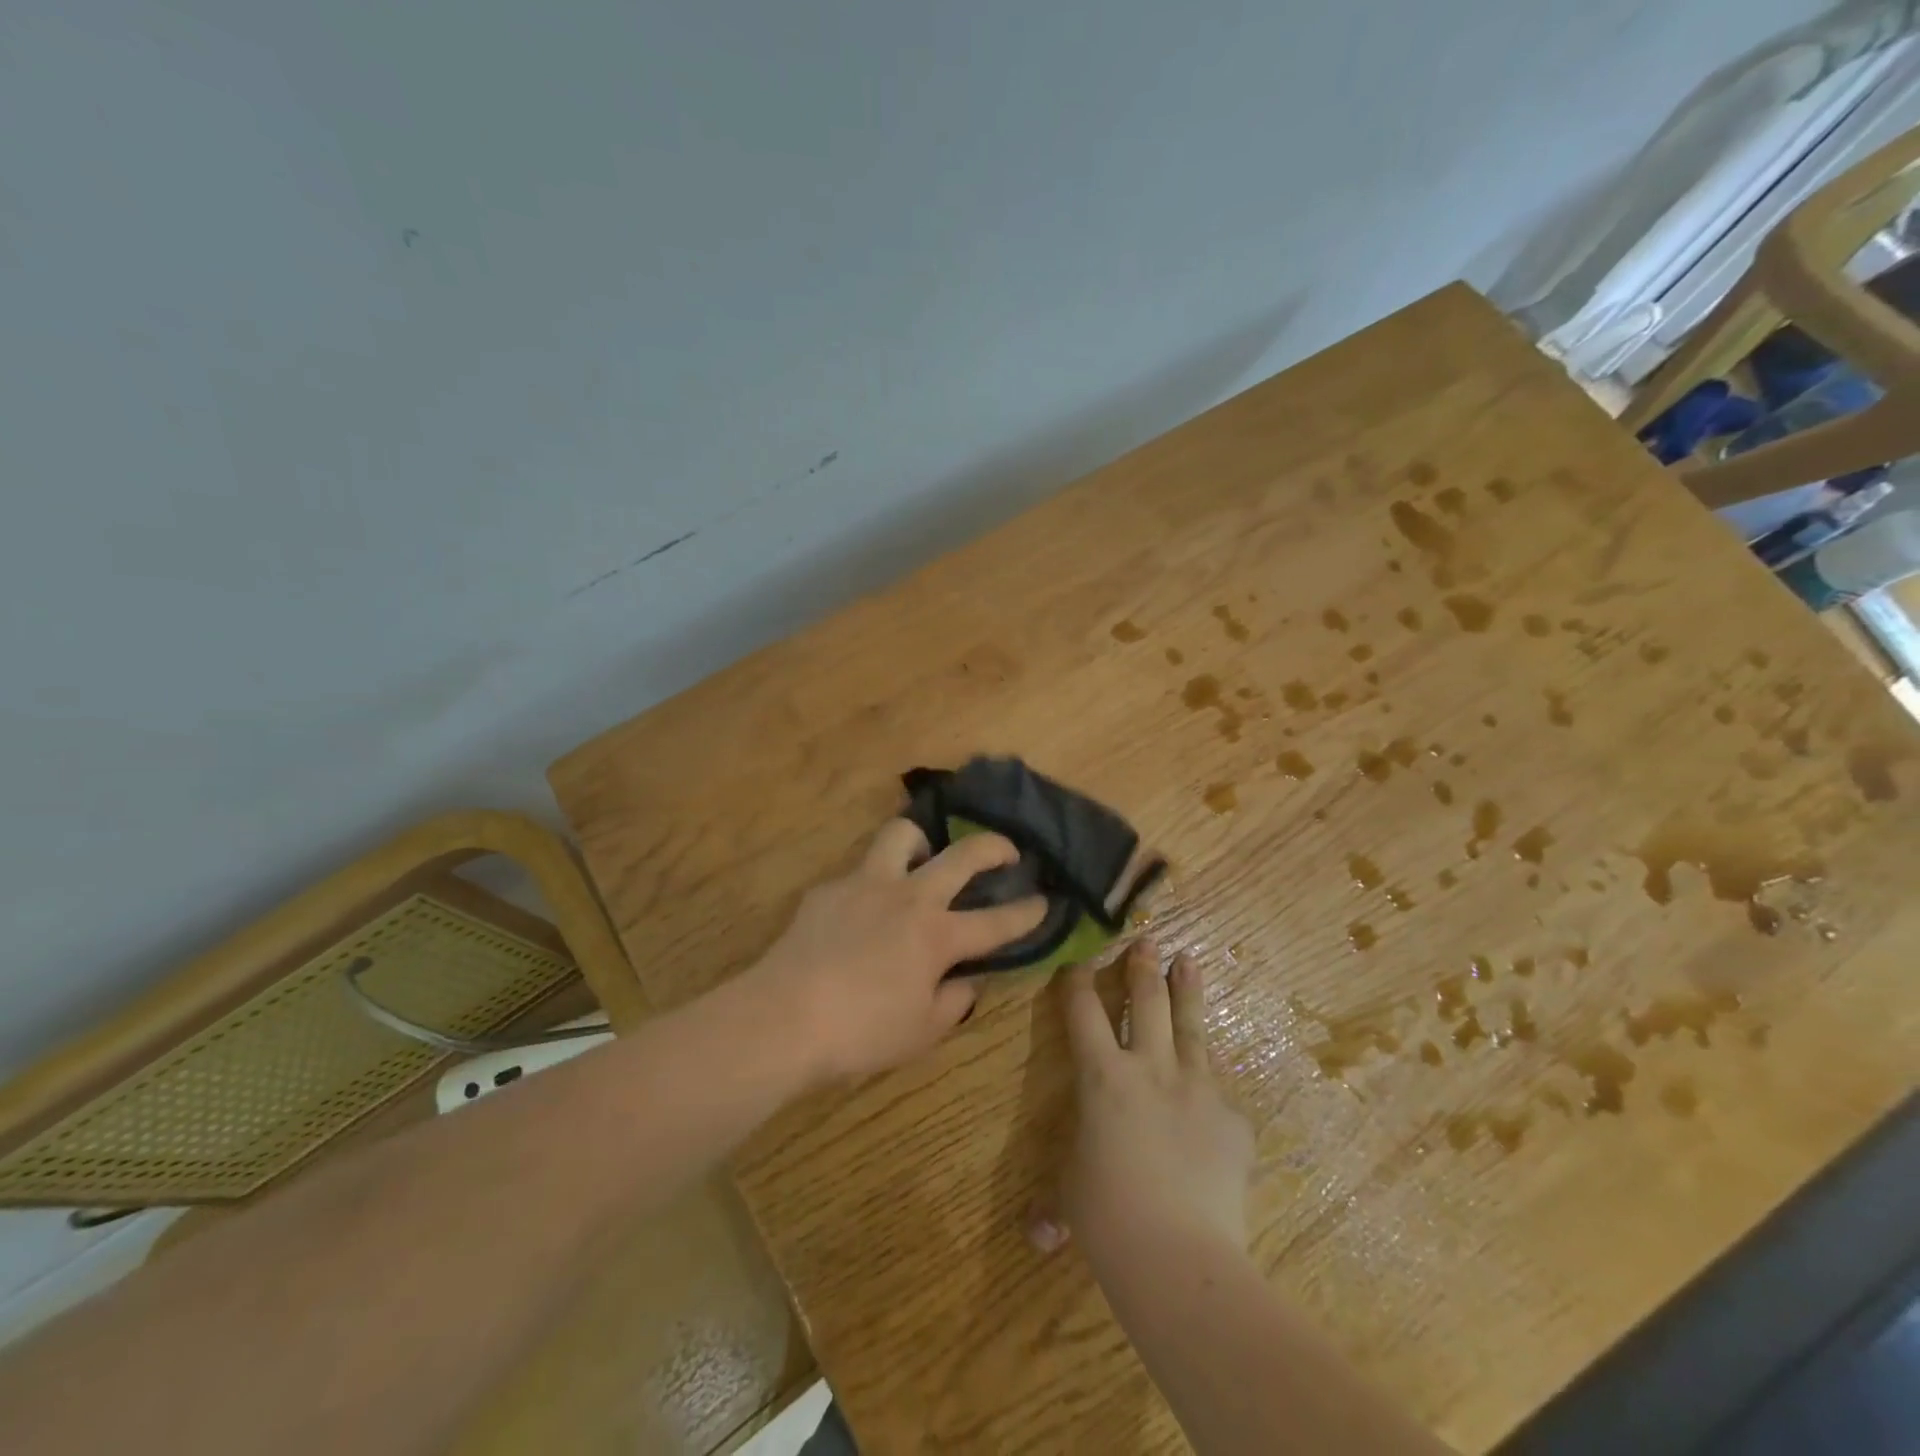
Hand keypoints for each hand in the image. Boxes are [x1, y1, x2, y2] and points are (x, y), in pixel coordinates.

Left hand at [748, 818, 1047, 1083]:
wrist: (784, 1017)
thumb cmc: (860, 1033)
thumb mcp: (921, 1032)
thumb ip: (954, 1001)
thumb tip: (968, 981)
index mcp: (937, 936)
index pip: (997, 922)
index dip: (1028, 912)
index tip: (1046, 901)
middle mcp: (909, 898)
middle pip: (963, 855)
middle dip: (995, 846)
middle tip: (1007, 852)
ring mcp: (866, 884)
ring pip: (902, 835)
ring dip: (922, 842)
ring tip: (924, 859)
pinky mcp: (829, 889)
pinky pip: (858, 872)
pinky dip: (872, 884)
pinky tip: (862, 910)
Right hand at [1032, 941, 1254, 1263]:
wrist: (1181, 1255)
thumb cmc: (1108, 1218)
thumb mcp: (1072, 1198)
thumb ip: (1055, 1209)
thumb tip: (1037, 1239)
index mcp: (1102, 1076)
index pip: (1083, 1011)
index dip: (1076, 981)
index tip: (1077, 962)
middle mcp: (1150, 1067)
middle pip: (1145, 1001)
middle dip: (1142, 966)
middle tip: (1147, 939)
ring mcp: (1197, 1088)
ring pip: (1190, 1026)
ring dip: (1186, 989)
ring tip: (1189, 960)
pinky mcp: (1232, 1117)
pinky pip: (1218, 1090)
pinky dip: (1209, 1082)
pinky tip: (1211, 1085)